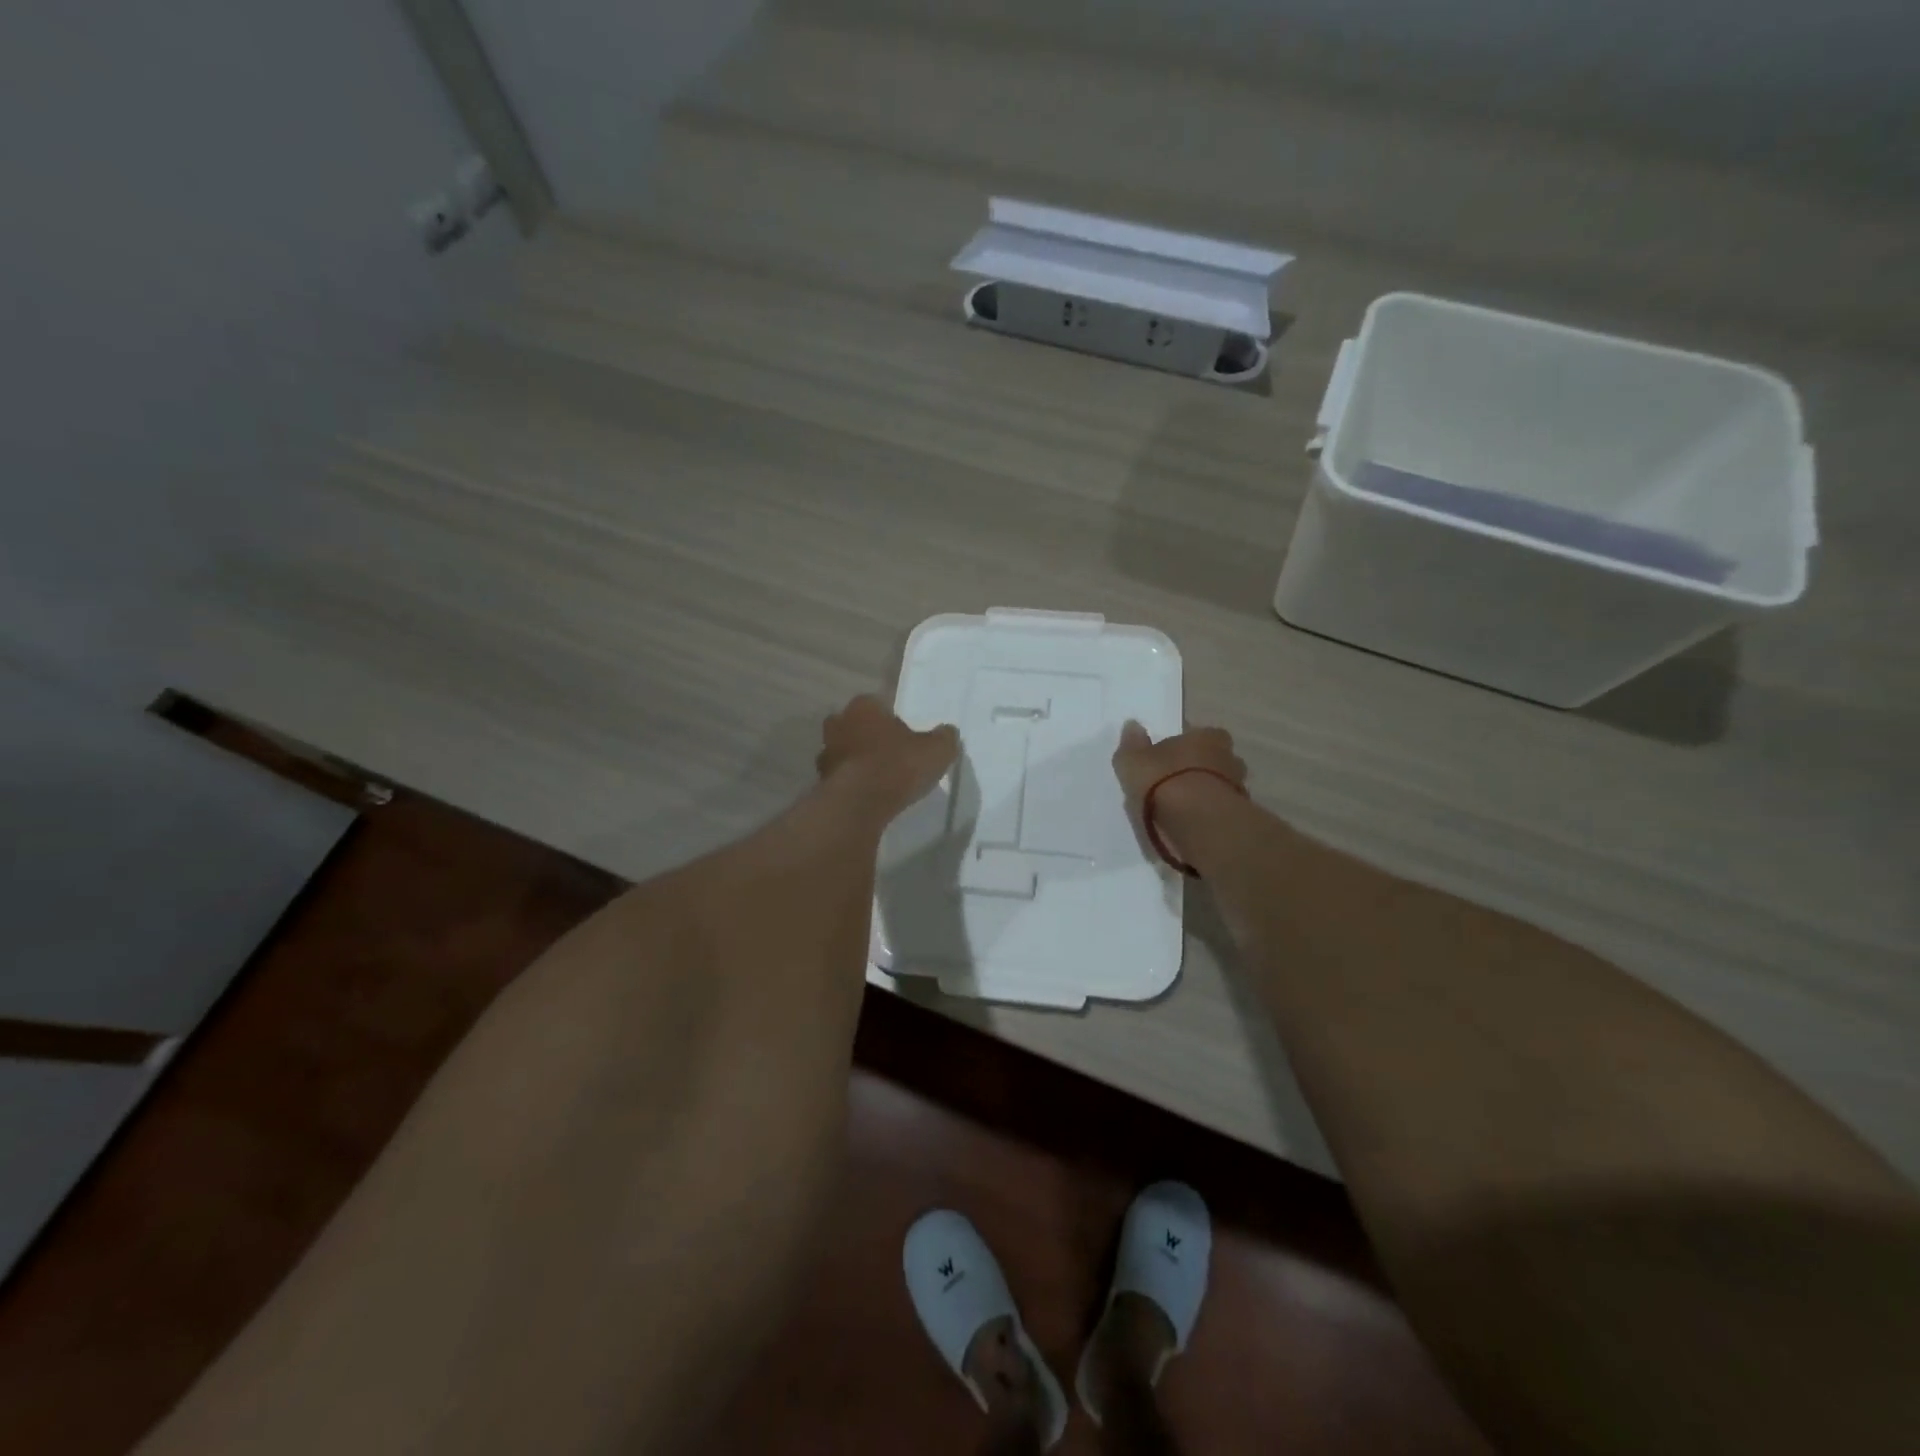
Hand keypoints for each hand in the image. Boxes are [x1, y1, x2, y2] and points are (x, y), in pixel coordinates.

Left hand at [816, 695, 959, 815]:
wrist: (859, 804)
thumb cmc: (898, 766)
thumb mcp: (937, 750)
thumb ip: (944, 738)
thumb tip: (947, 732)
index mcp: (864, 707)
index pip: (878, 704)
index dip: (892, 720)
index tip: (906, 737)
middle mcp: (839, 723)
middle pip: (856, 726)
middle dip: (870, 737)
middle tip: (891, 755)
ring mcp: (826, 753)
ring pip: (844, 751)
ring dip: (858, 761)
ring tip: (880, 779)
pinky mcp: (821, 781)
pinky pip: (841, 777)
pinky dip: (851, 783)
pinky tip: (868, 796)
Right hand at [1112, 720, 1246, 818]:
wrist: (1197, 822)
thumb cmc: (1163, 782)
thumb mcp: (1133, 760)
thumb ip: (1132, 743)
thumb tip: (1133, 725)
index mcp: (1207, 736)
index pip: (1198, 734)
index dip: (1183, 746)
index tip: (1167, 758)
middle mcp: (1228, 756)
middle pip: (1213, 759)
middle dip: (1198, 769)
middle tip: (1174, 783)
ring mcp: (1237, 787)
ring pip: (1219, 785)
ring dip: (1204, 792)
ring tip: (1182, 807)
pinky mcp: (1238, 816)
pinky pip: (1219, 809)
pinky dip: (1208, 813)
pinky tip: (1191, 822)